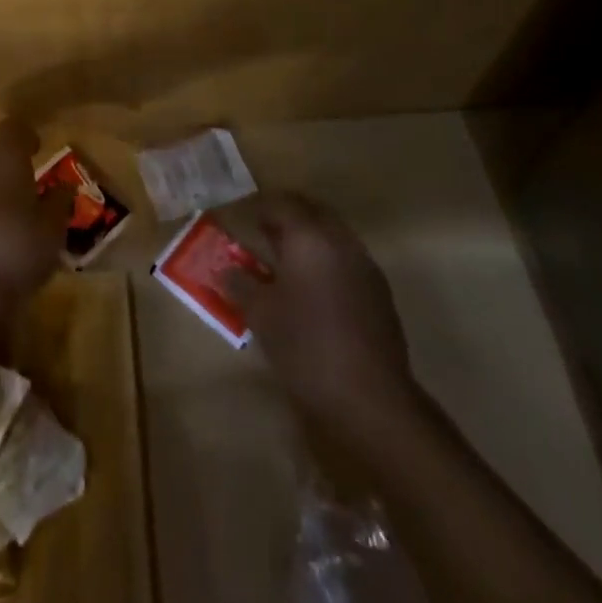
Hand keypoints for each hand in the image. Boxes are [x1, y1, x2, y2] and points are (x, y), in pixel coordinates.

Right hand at [229, 192, 420, 447]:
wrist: (372, 398)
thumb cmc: (307, 347)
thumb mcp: (261, 315)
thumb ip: (240, 284)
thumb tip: (223, 269)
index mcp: (309, 237)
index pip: (280, 203)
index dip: (256, 206)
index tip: (238, 215)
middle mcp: (340, 240)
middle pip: (310, 210)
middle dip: (284, 215)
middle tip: (260, 229)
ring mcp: (364, 264)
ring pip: (331, 232)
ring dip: (306, 236)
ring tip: (281, 257)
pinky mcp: (378, 291)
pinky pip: (345, 257)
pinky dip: (324, 258)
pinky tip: (310, 286)